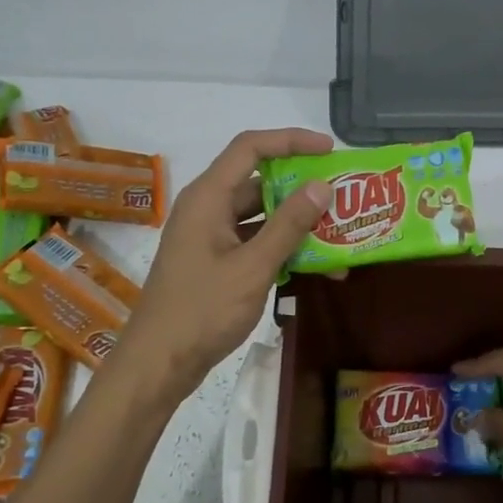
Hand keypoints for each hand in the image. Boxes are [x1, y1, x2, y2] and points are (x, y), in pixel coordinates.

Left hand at [114, 128, 332, 398]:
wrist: (160, 363)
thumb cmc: (202, 310)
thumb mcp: (253, 267)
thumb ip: (288, 225)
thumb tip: (322, 186)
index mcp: (208, 198)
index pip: (251, 148)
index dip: (291, 140)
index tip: (329, 150)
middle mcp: (208, 209)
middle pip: (259, 182)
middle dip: (302, 188)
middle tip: (343, 197)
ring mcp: (211, 237)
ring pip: (261, 216)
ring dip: (298, 224)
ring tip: (340, 235)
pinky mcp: (216, 262)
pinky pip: (255, 243)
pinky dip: (284, 249)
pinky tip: (317, 267)